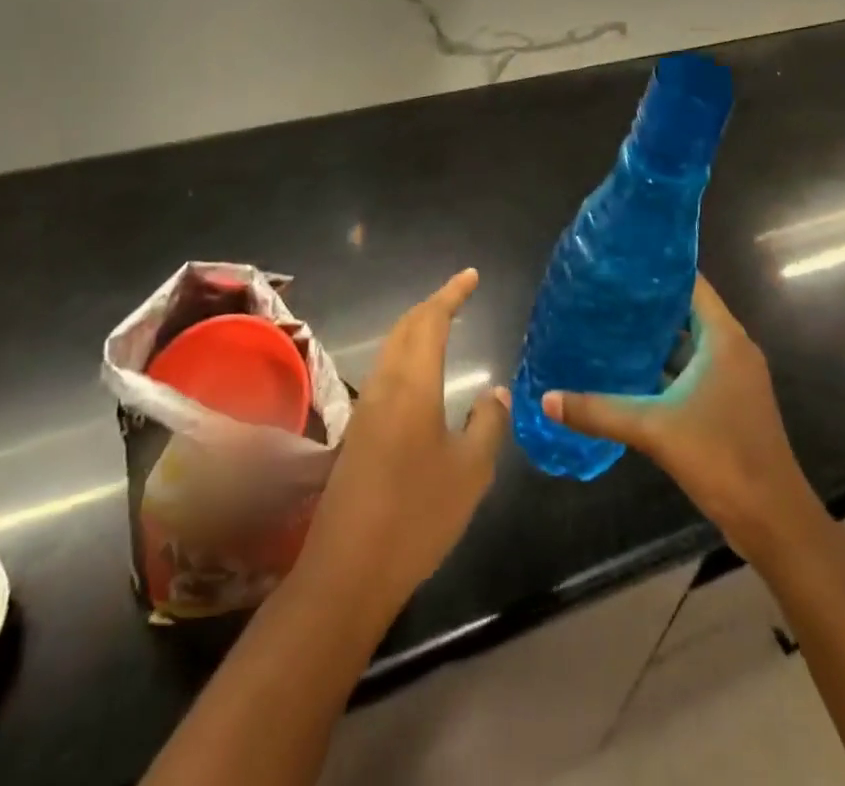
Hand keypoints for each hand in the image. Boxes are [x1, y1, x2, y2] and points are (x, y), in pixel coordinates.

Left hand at [298, 269, 510, 617]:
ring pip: (392, 348)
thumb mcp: (471, 472)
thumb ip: (487, 424)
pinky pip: (386, 372)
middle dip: (433, 305)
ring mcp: (365, 407)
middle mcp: (384, 384)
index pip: (431, 320)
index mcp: (412, 384)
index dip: (452, 294)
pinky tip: (421, 377)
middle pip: (406, 327)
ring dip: (417, 329)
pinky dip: (407, 355)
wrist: (349, 568)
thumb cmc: (418, 515)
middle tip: (460, 296)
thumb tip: (496, 392)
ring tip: (444, 326)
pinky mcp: (358, 431)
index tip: (472, 276)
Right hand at [545, 275, 810, 562]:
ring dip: (653, 338)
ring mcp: (731, 378)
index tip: (619, 264)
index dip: (657, 270)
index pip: (691, 284)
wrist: (773, 521)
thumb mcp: (654, 429)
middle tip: (601, 294)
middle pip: (686, 312)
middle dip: (646, 304)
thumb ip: (599, 411)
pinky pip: (691, 370)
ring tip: (607, 326)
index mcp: (724, 339)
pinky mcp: (727, 403)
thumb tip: (547, 399)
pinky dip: (663, 367)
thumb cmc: (722, 458)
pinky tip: (627, 372)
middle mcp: (731, 350)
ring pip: (687, 343)